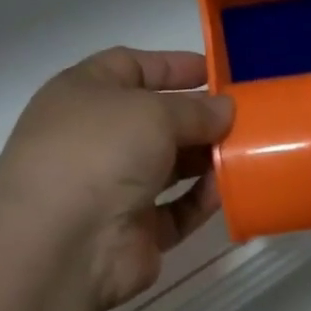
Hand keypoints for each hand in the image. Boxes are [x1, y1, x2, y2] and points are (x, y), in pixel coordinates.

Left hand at [0, 48, 233, 310]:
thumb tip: (225, 110)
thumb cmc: (100, 153)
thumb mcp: (152, 112)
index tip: (217, 72)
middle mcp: (95, 138)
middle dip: (199, 117)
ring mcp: (112, 188)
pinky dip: (202, 200)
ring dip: (206, 159)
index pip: (130, 67)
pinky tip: (231, 190)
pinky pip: (176, 210)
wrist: (62, 244)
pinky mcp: (134, 231)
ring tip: (248, 152)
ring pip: (169, 167)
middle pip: (155, 120)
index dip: (173, 66)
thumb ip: (195, 110)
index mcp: (83, 95)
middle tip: (246, 117)